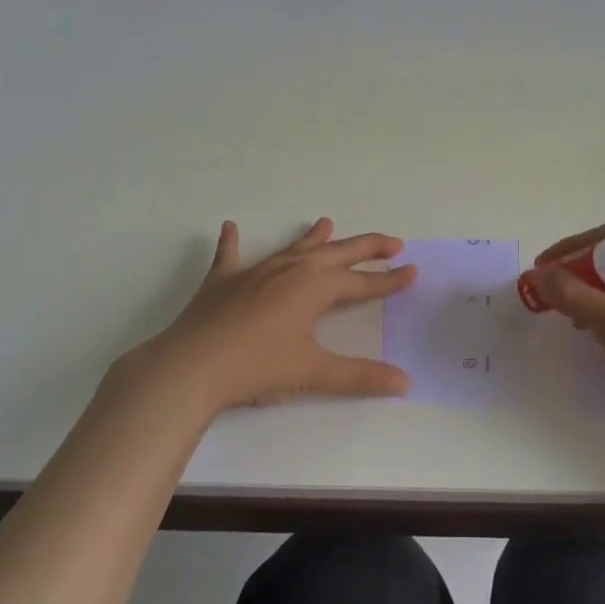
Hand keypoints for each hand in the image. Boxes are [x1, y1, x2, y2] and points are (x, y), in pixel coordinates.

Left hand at [134, 218, 416, 413]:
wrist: (192, 367)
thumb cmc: (258, 368)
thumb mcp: (314, 372)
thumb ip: (360, 377)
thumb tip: (405, 382)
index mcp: (314, 287)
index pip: (362, 283)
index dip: (389, 281)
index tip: (412, 271)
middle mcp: (289, 270)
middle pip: (336, 254)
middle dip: (366, 247)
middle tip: (392, 241)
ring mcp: (254, 272)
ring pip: (292, 248)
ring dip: (312, 237)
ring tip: (327, 221)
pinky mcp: (222, 282)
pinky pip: (229, 255)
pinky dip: (231, 242)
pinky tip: (230, 227)